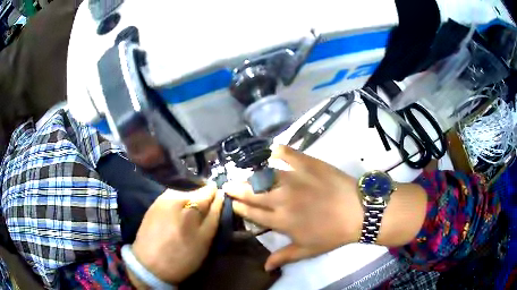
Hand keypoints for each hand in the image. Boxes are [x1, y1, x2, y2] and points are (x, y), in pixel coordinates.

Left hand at [130, 185, 223, 284]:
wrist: (149, 266)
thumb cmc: (181, 257)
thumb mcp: (204, 240)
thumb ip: (213, 217)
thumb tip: (220, 196)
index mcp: (187, 204)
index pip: (207, 191)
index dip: (215, 195)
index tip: (219, 200)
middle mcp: (172, 196)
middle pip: (194, 190)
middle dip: (202, 198)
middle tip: (206, 212)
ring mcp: (160, 199)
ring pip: (182, 193)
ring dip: (190, 200)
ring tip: (192, 214)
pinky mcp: (153, 205)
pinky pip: (171, 197)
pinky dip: (179, 203)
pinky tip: (179, 215)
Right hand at [223, 145, 362, 270]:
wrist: (358, 212)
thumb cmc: (333, 234)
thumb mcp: (308, 250)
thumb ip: (284, 257)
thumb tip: (265, 268)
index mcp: (281, 221)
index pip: (252, 213)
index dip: (239, 207)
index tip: (232, 203)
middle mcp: (281, 199)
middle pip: (251, 193)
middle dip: (236, 189)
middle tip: (228, 185)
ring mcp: (294, 179)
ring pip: (263, 175)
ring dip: (250, 175)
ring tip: (244, 173)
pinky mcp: (307, 164)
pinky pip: (288, 154)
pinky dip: (278, 151)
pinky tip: (272, 150)